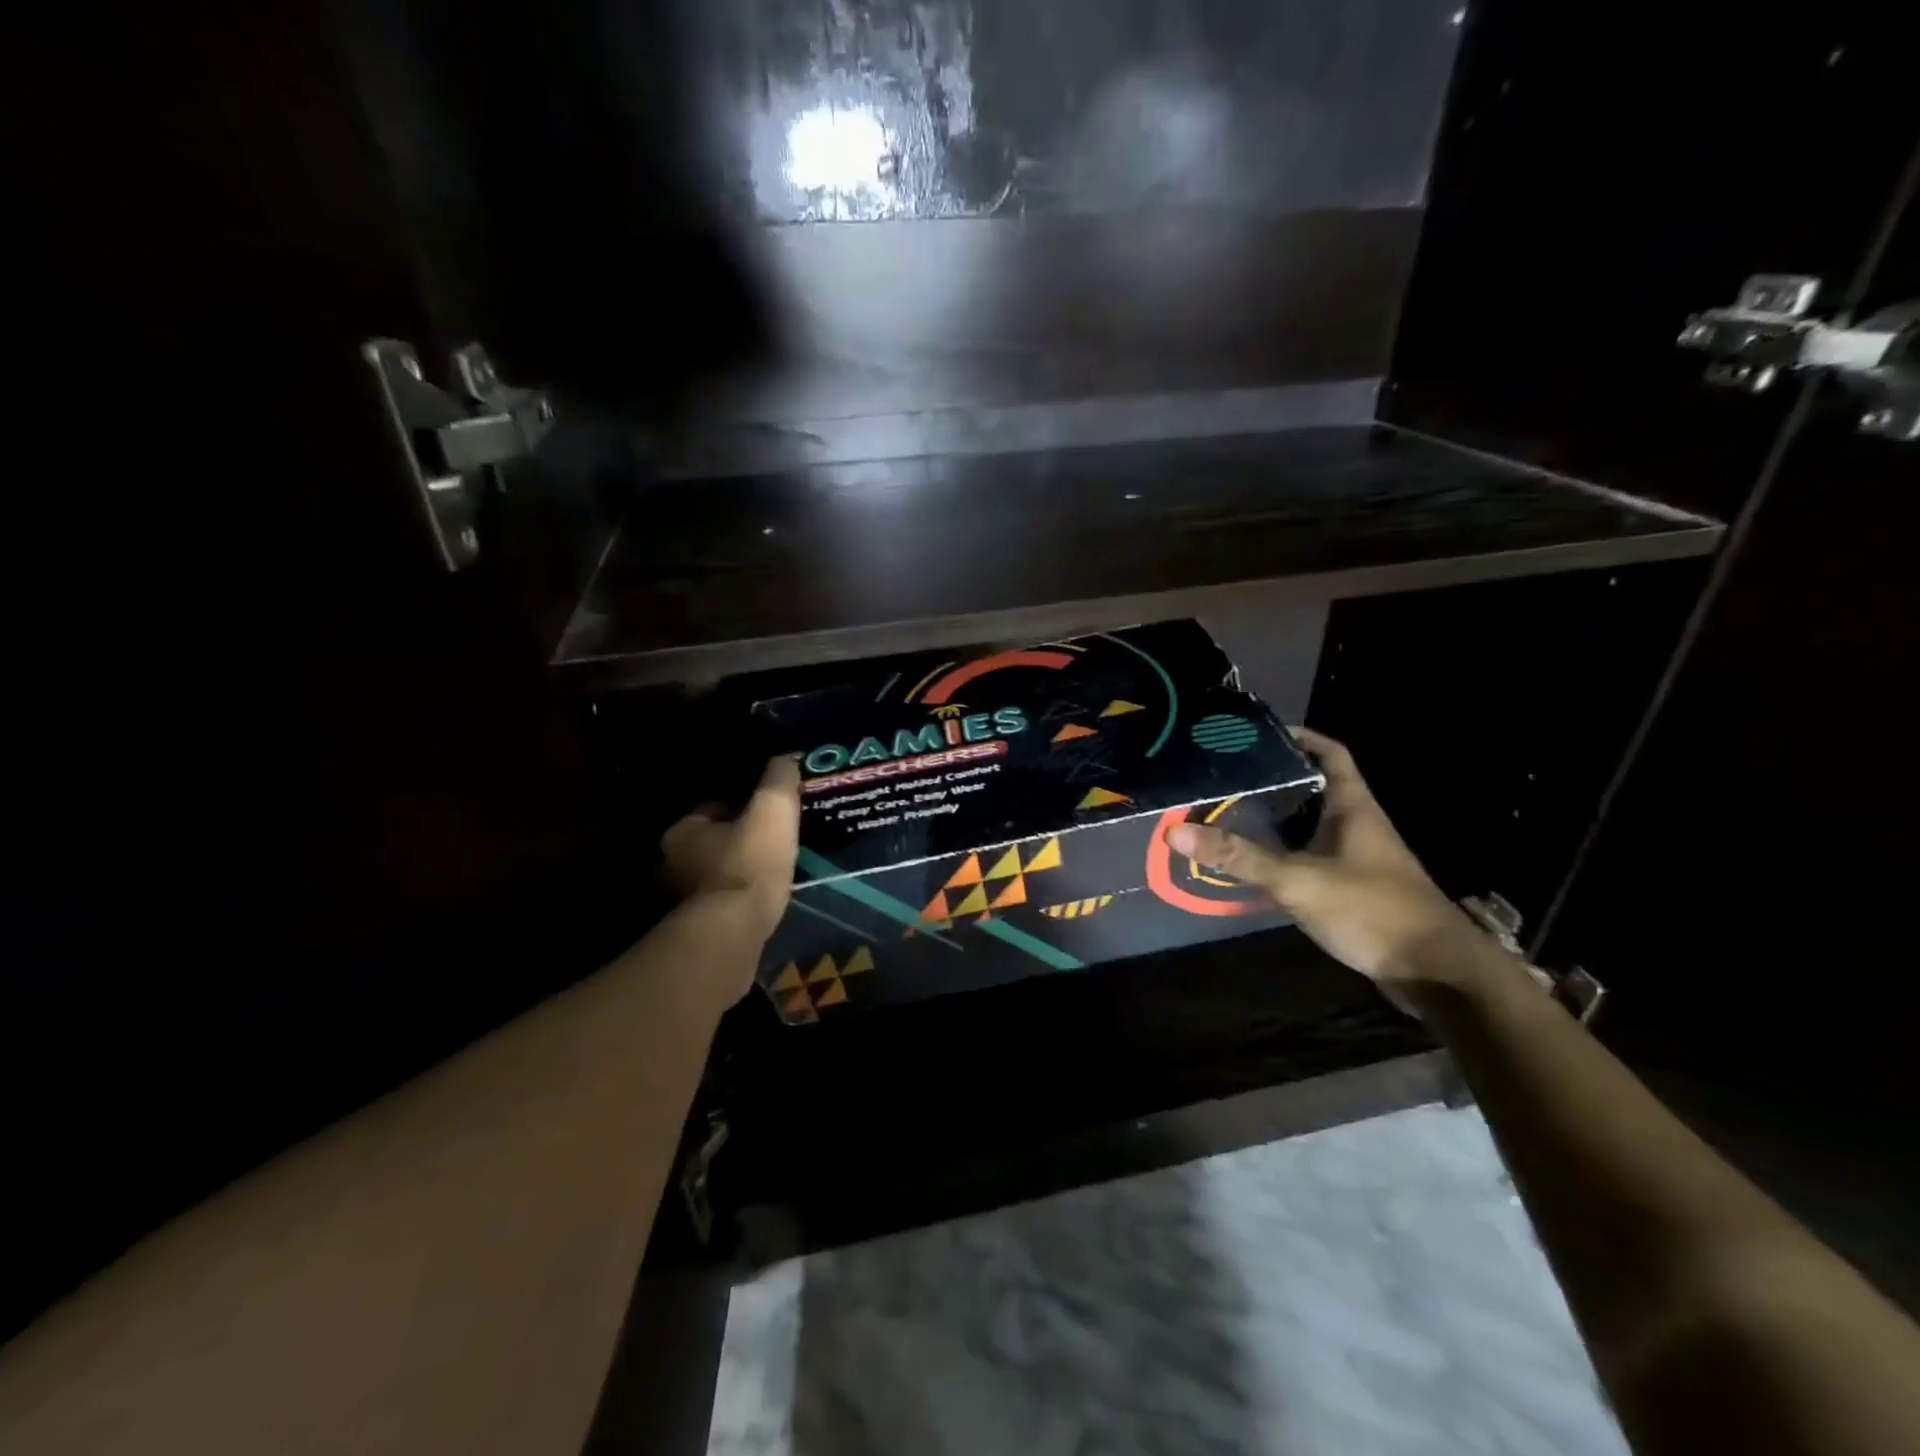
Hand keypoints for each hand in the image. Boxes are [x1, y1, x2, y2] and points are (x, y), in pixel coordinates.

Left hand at [660, 756, 801, 947]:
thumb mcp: (772, 811)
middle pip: (711, 842)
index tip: (765, 808)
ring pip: (716, 874)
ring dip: (738, 871)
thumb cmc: (748, 864)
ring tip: (771, 869)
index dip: (740, 804)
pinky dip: (738, 899)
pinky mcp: (696, 929)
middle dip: (736, 839)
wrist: (731, 934)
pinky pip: (722, 903)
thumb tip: (785, 758)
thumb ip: (778, 780)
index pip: (711, 808)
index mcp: (681, 831)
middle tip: (771, 838)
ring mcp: (680, 901)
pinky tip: (762, 898)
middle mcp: (671, 864)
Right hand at [1166, 727, 1476, 1009]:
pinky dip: (1285, 856)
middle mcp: (1358, 826)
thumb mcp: (1298, 880)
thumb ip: (1239, 857)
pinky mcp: (1355, 890)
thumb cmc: (1372, 910)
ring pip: (1311, 826)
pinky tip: (1256, 865)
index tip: (1259, 734)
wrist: (1435, 973)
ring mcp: (1359, 860)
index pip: (1331, 754)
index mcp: (1353, 808)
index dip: (1301, 737)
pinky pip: (1312, 859)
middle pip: (1315, 789)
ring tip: (1230, 814)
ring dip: (1277, 821)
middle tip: (1228, 777)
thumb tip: (1175, 833)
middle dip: (1275, 780)